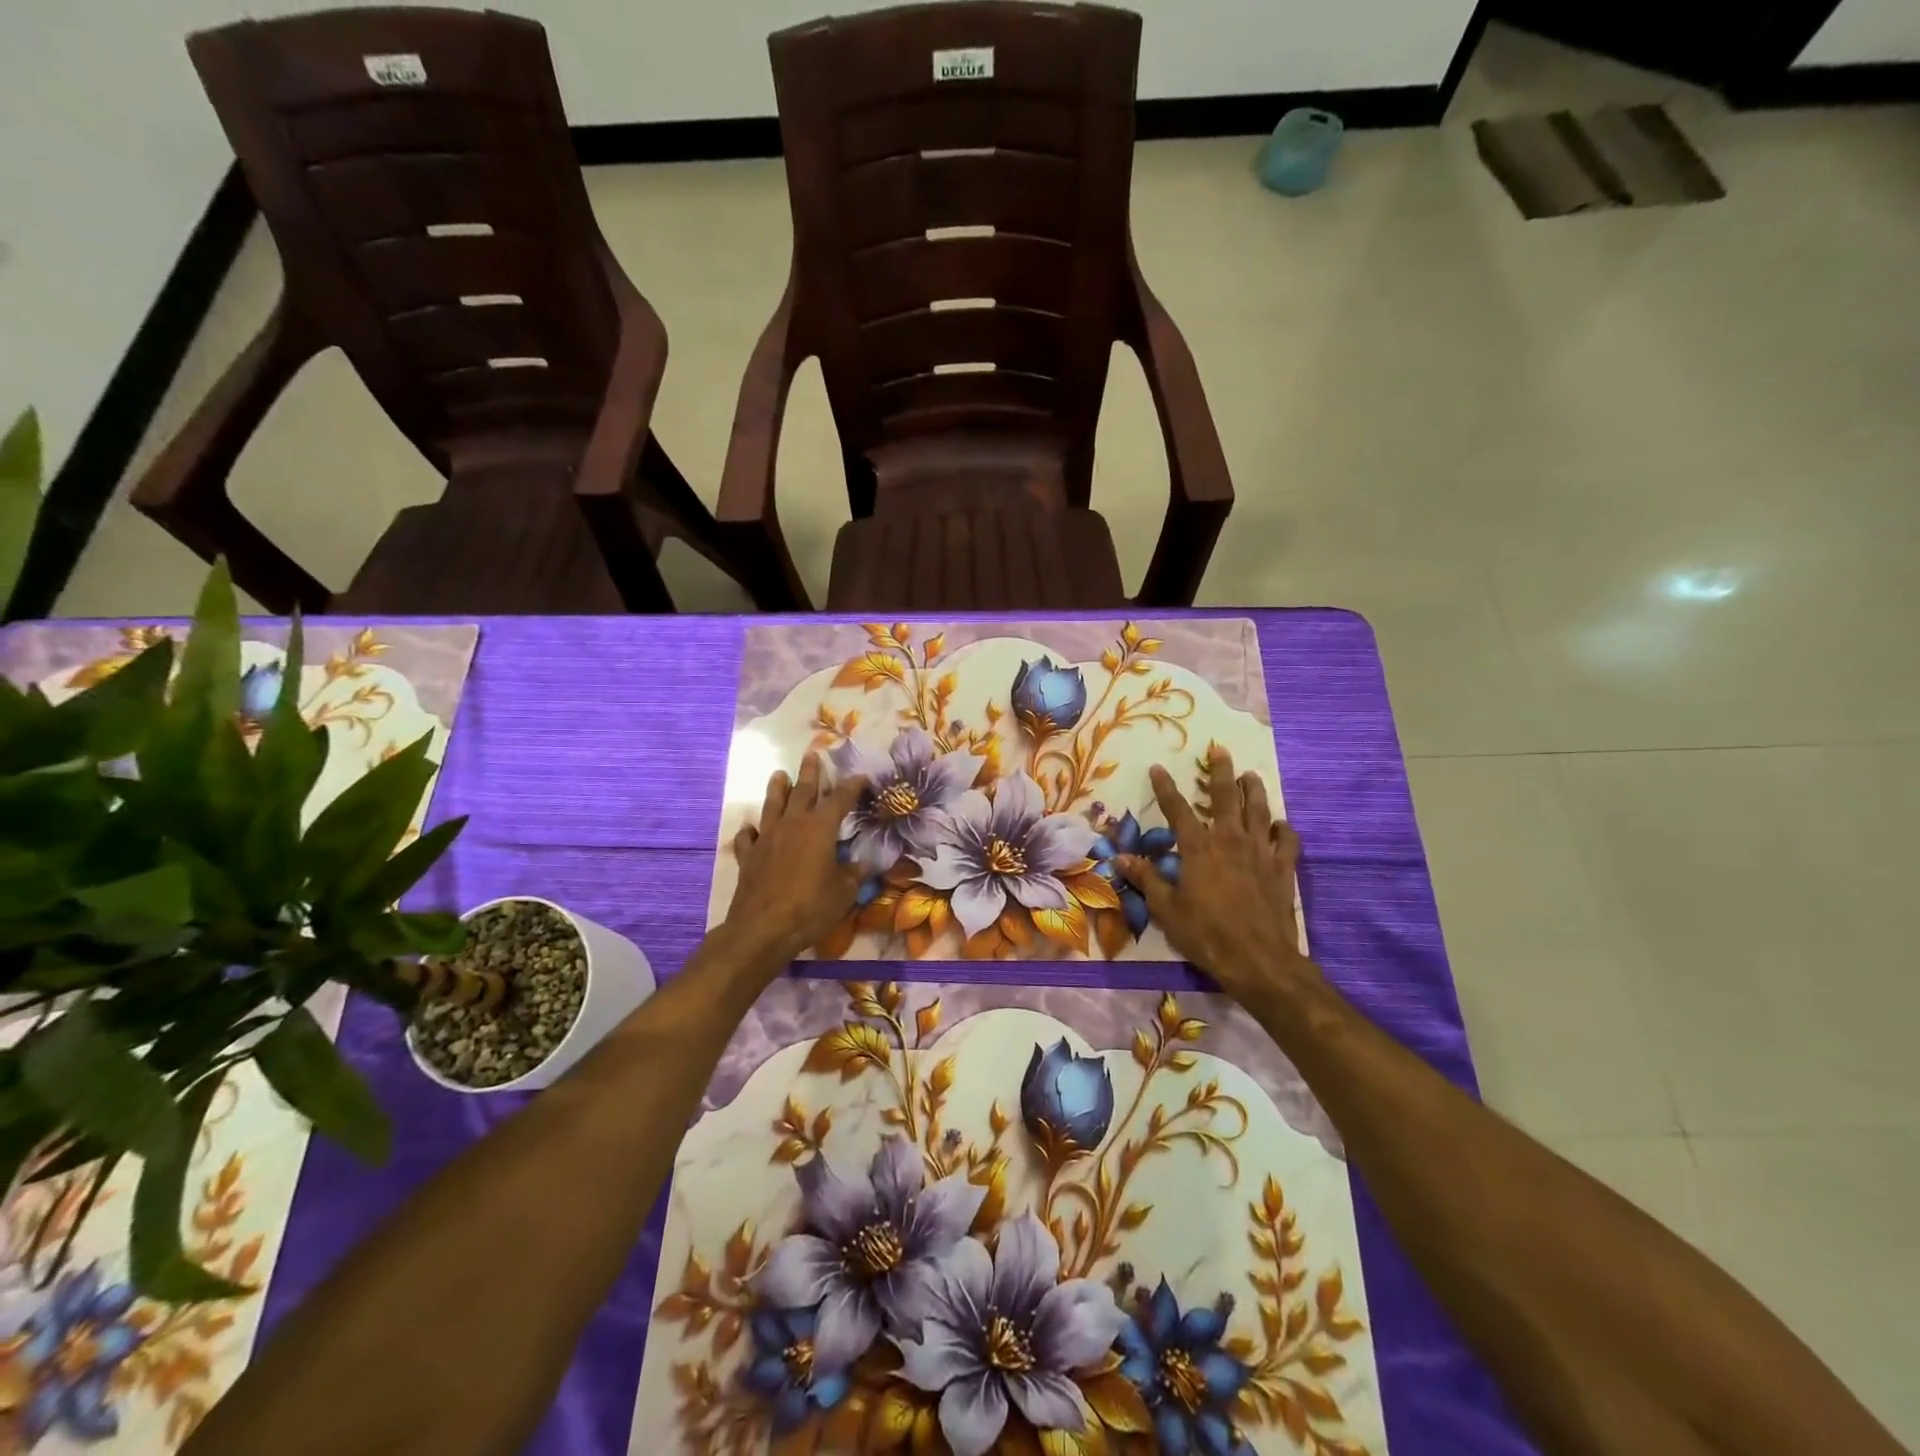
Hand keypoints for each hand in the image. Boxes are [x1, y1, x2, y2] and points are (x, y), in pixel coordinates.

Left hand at [726, 754, 866, 961]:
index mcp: (820, 828)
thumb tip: (865, 864)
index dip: (852, 786)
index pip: (840, 799)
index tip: (861, 777)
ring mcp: (767, 838)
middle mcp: (793, 825)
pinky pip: (749, 837)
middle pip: (802, 791)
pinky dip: (751, 830)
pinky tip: (751, 828)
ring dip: (777, 789)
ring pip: (772, 805)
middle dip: (810, 773)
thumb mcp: (844, 892)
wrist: (762, 929)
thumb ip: (855, 874)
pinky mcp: (749, 857)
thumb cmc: (810, 907)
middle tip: (812, 755)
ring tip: (779, 774)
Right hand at [1116, 746, 1317, 1003]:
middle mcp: (1230, 840)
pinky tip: (1279, 824)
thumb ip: (1146, 879)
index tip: (1157, 768)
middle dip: (1221, 770)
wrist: (1259, 960)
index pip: (1177, 809)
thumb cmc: (1206, 934)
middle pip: (1226, 796)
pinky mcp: (1283, 868)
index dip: (1165, 787)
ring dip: (1254, 790)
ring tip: (1250, 775)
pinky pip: (1288, 839)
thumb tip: (1121, 857)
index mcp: (1199, 848)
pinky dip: (1283, 828)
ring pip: (1260, 810)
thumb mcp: (1166, 909)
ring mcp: (1261, 852)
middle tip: (1220, 749)